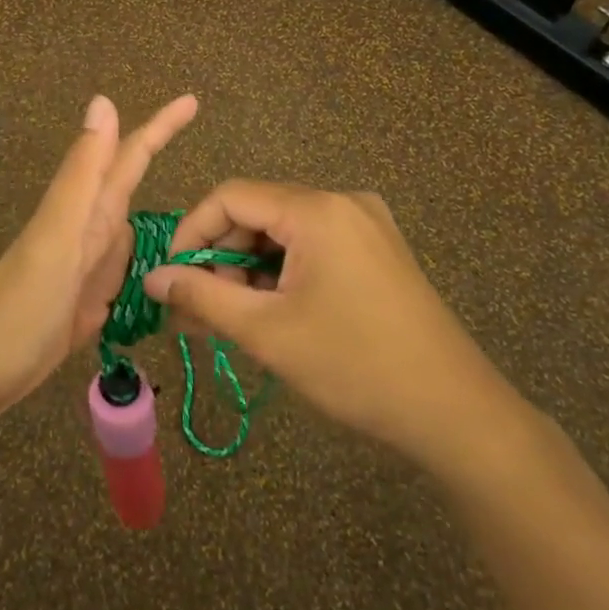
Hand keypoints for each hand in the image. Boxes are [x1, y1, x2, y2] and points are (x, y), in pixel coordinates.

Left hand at [0, 94, 198, 424]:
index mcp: (88, 210)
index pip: (130, 155)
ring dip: (168, 221)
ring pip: (135, 229)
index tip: (192, 100)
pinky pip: (129, 272)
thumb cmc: (19, 303)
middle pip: (133, 185)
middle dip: (166, 166)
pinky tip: (171, 272)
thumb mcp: (57, 234)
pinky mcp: (90, 302)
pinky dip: (152, 267)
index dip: (160, 126)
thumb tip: (103, 101)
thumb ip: (82, 173)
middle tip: (211, 157)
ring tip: (211, 219)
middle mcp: (91, 230)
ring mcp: (90, 267)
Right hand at [142, 181, 513, 466]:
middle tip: (199, 312)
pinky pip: (313, 247)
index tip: (171, 278)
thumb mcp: (267, 332)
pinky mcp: (379, 250)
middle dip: (221, 259)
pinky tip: (272, 314)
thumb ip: (203, 296)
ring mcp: (366, 225)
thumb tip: (153, 278)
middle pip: (258, 214)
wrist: (456, 412)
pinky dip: (283, 274)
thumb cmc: (354, 366)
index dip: (192, 232)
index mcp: (317, 209)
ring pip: (285, 234)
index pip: (231, 197)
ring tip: (232, 321)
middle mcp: (343, 202)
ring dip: (250, 271)